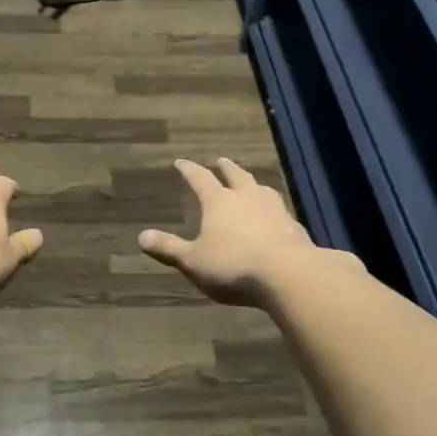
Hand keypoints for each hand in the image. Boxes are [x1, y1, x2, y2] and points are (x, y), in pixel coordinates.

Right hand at [139, 157, 361, 307]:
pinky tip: (276, 218)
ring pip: (262, 189)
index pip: (200, 179)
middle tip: (222, 160)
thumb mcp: (193, 261)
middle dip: (227, 168)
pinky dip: (273, 210)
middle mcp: (247, 198)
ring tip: (252, 184)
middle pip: (236, 176)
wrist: (289, 275)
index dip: (189, 170)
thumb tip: (142, 236)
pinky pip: (281, 211)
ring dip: (254, 184)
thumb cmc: (233, 265)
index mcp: (219, 202)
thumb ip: (169, 248)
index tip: (181, 162)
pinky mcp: (294, 227)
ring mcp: (275, 210)